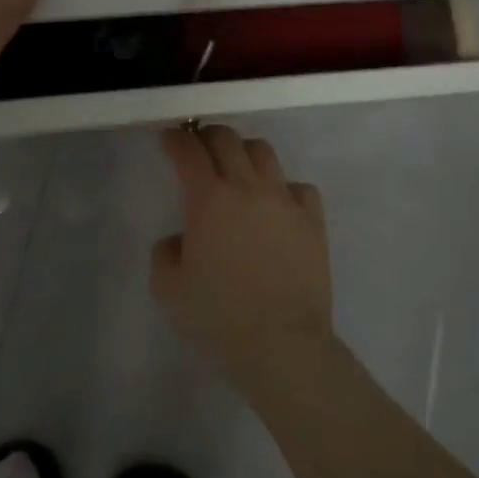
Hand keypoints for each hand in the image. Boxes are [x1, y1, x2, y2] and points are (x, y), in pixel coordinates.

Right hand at [152, 125, 334, 399]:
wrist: (281, 342)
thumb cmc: (219, 316)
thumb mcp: (168, 289)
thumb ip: (165, 253)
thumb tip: (180, 239)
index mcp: (209, 199)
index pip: (188, 151)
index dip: (175, 139)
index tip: (168, 138)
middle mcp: (247, 187)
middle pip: (226, 138)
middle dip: (207, 135)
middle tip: (198, 147)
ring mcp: (284, 199)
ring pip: (263, 152)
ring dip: (243, 152)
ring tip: (237, 168)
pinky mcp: (312, 218)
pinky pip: (298, 186)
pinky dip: (283, 187)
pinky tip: (277, 204)